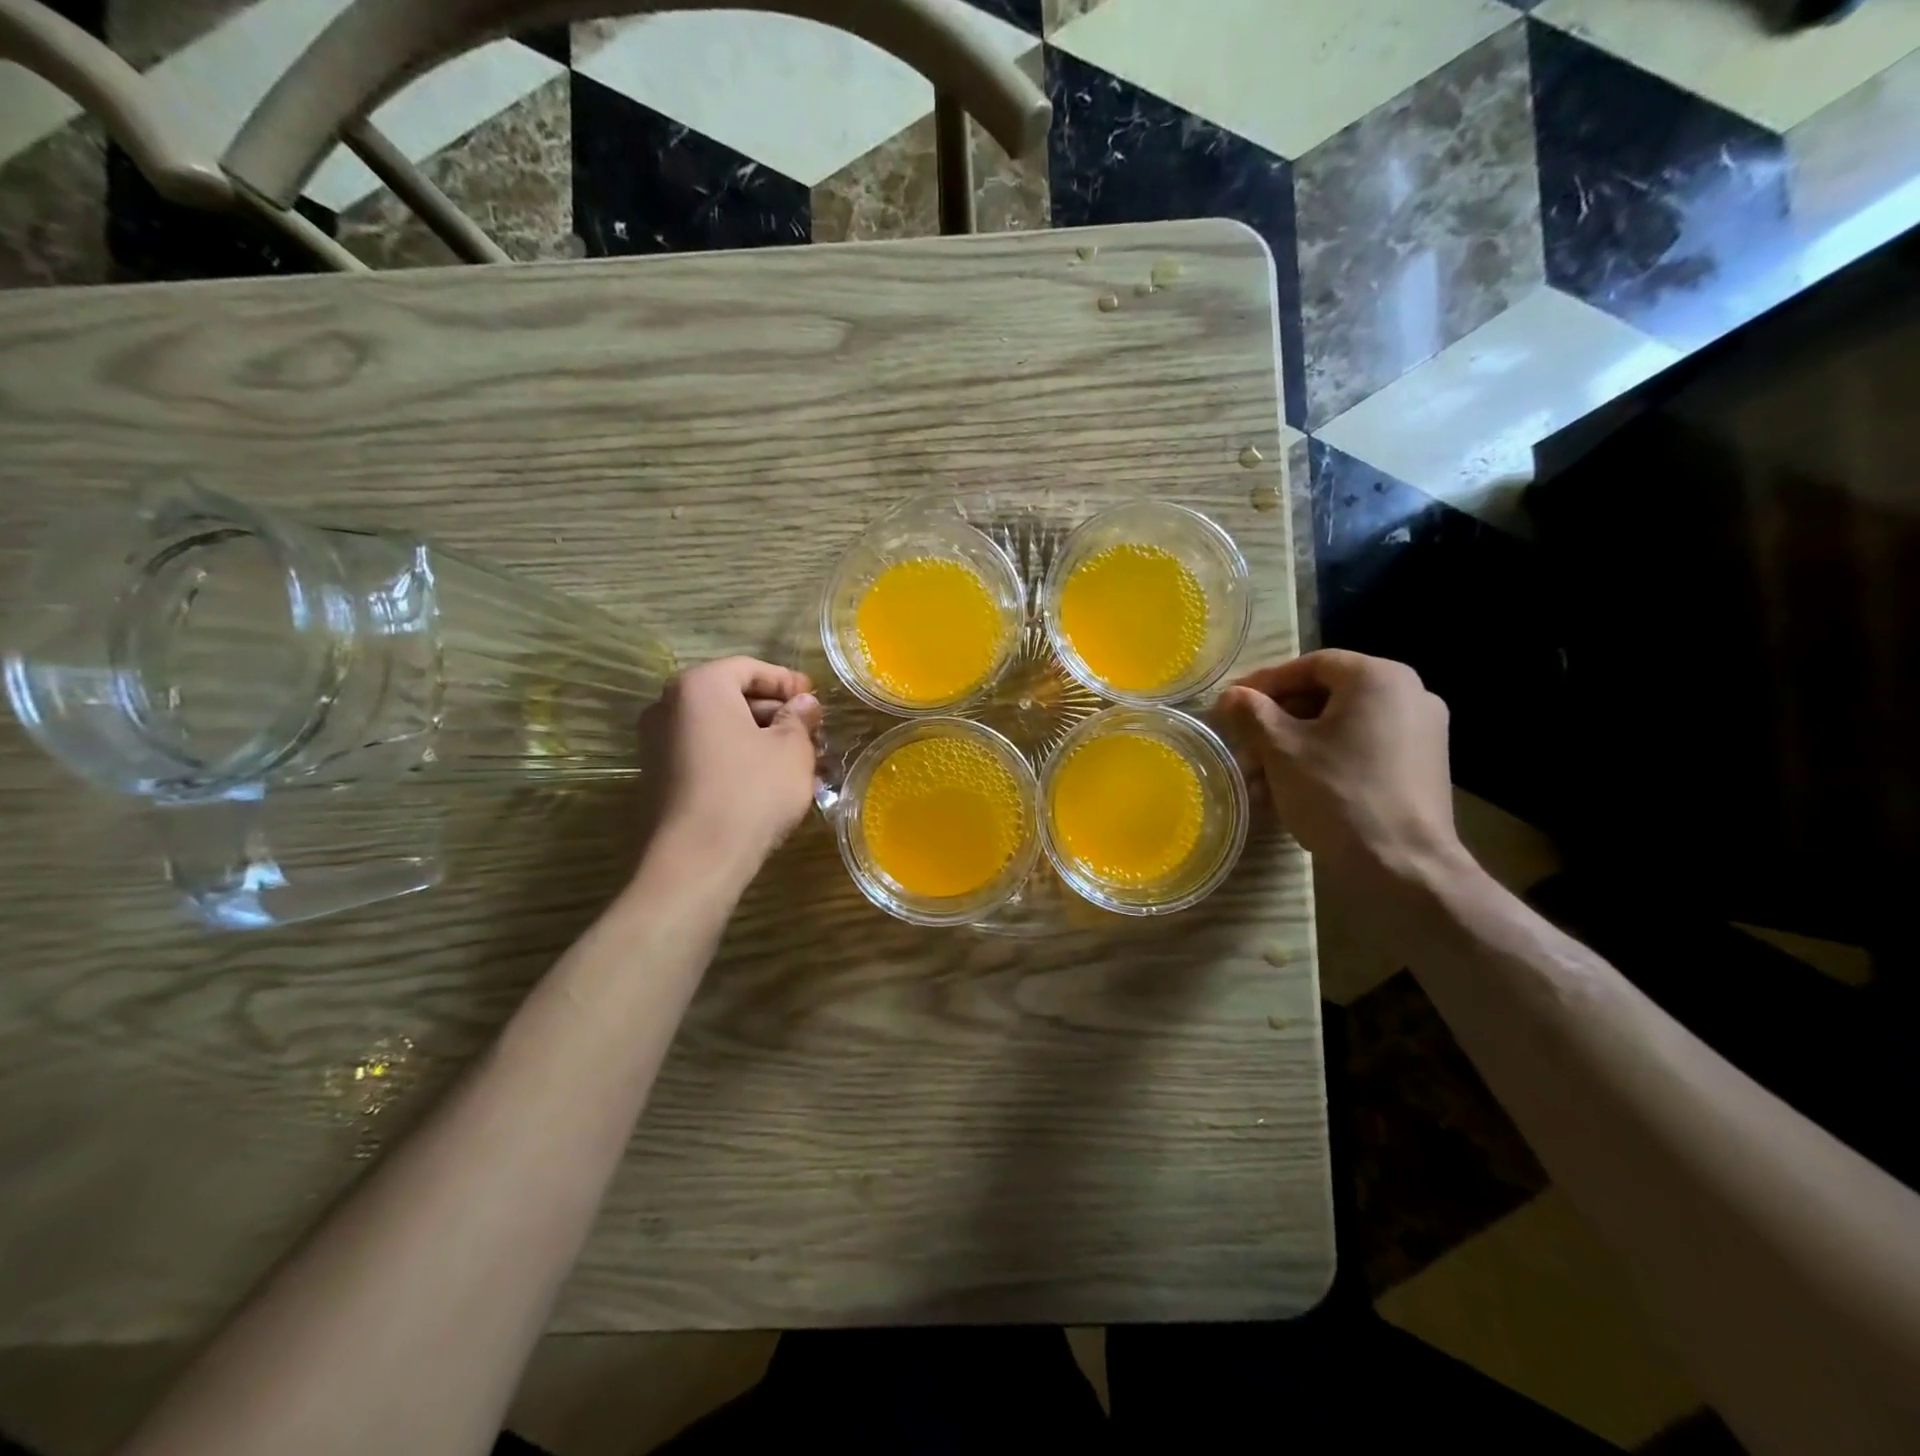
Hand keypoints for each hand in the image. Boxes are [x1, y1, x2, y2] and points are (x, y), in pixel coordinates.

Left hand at [637, 657, 822, 880]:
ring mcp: (656, 742)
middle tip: (809, 731)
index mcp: (700, 686)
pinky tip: (766, 778)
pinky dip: (735, 755)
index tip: (815, 700)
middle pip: (730, 695)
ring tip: (795, 759)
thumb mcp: (792, 750)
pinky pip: (704, 751)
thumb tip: (804, 704)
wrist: (697, 859)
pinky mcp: (658, 775)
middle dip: (773, 711)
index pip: (750, 668)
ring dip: (758, 736)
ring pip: (719, 726)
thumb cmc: (752, 791)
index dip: (787, 681)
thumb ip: (799, 718)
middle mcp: (668, 705)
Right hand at [1217, 650, 1465, 885]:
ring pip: (1340, 729)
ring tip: (1257, 781)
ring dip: (1293, 749)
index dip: (1265, 683)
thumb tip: (1231, 696)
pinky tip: (1290, 793)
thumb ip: (1252, 713)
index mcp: (1379, 678)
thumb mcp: (1281, 750)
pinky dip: (1323, 763)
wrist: (1403, 867)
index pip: (1310, 665)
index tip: (1232, 705)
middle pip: (1325, 698)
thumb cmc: (1338, 794)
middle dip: (1276, 724)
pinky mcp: (1421, 768)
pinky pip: (1361, 751)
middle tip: (1242, 748)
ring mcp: (1421, 733)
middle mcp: (1409, 695)